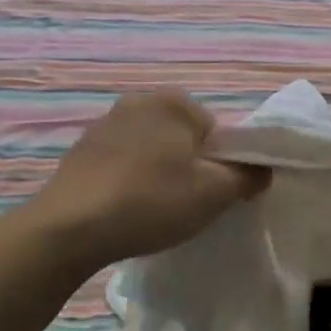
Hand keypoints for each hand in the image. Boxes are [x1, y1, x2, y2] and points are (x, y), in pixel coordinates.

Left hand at [30, 92, 268, 272]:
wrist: (68, 229)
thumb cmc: (151, 202)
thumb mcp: (215, 193)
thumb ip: (249, 176)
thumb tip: (262, 169)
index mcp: (173, 100)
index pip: (216, 132)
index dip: (220, 166)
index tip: (209, 195)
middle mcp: (137, 100)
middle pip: (183, 138)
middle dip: (188, 167)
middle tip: (184, 204)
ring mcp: (103, 124)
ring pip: (151, 151)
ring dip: (158, 174)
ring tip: (152, 211)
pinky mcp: (80, 151)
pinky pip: (121, 163)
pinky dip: (129, 181)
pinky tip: (124, 209)